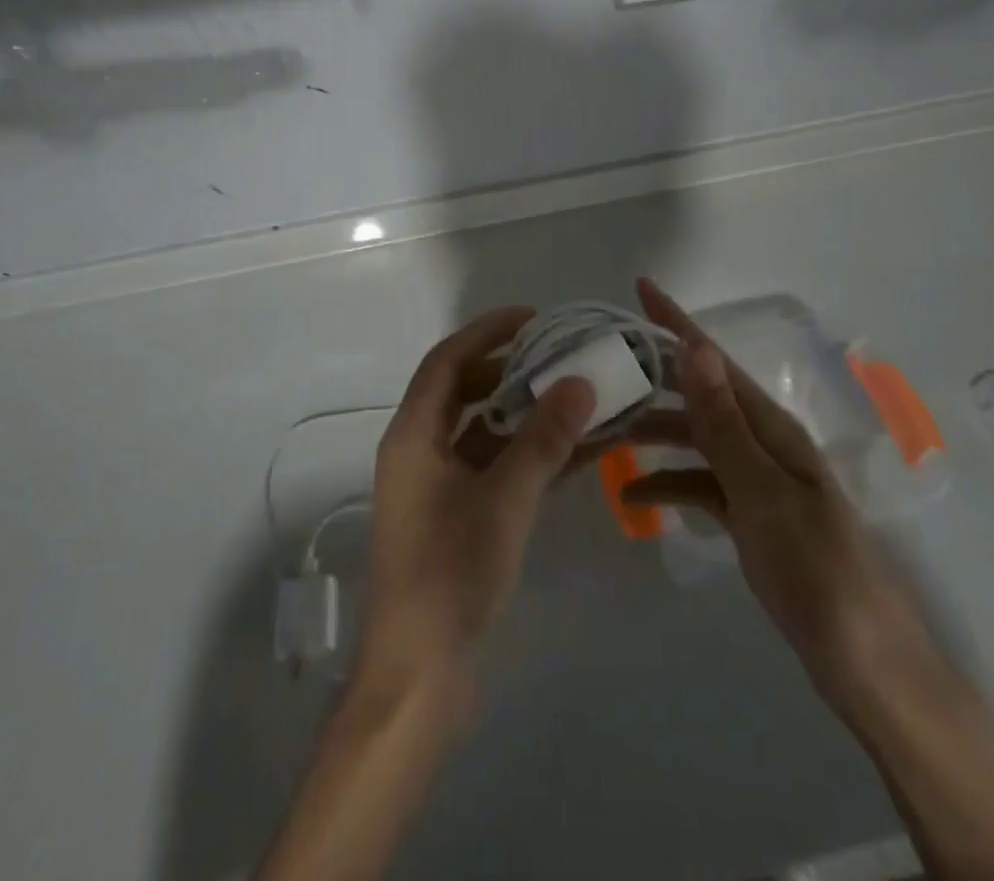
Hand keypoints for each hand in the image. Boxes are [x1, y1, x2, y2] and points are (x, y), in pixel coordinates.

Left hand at [361, 307, 596, 691]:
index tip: (533, 317)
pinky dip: (526, 454)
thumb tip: (580, 382)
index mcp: (413, 435)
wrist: (420, 676)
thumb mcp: (504, 499)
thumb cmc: (451, 573)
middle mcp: (418, 450)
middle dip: (509, 369)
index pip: (447, 360)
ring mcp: (436, 486)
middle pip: (463, 390)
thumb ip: (543, 439)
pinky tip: (572, 451)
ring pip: (481, 430)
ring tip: (571, 397)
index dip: (487, 332)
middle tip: (557, 356)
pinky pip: (492, 467)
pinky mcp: (455, 516)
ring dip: (523, 413)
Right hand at [623, 278, 940, 709]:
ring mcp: (757, 479)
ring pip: (695, 439)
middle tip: (603, 367)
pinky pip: (701, 483)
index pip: (714, 360)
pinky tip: (632, 495)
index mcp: (771, 425)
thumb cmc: (814, 567)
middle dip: (653, 377)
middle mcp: (764, 441)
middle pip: (699, 395)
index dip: (676, 322)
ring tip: (604, 434)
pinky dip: (668, 484)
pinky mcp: (751, 515)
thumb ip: (723, 422)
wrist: (864, 661)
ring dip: (654, 433)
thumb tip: (695, 349)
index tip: (640, 287)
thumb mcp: (761, 490)